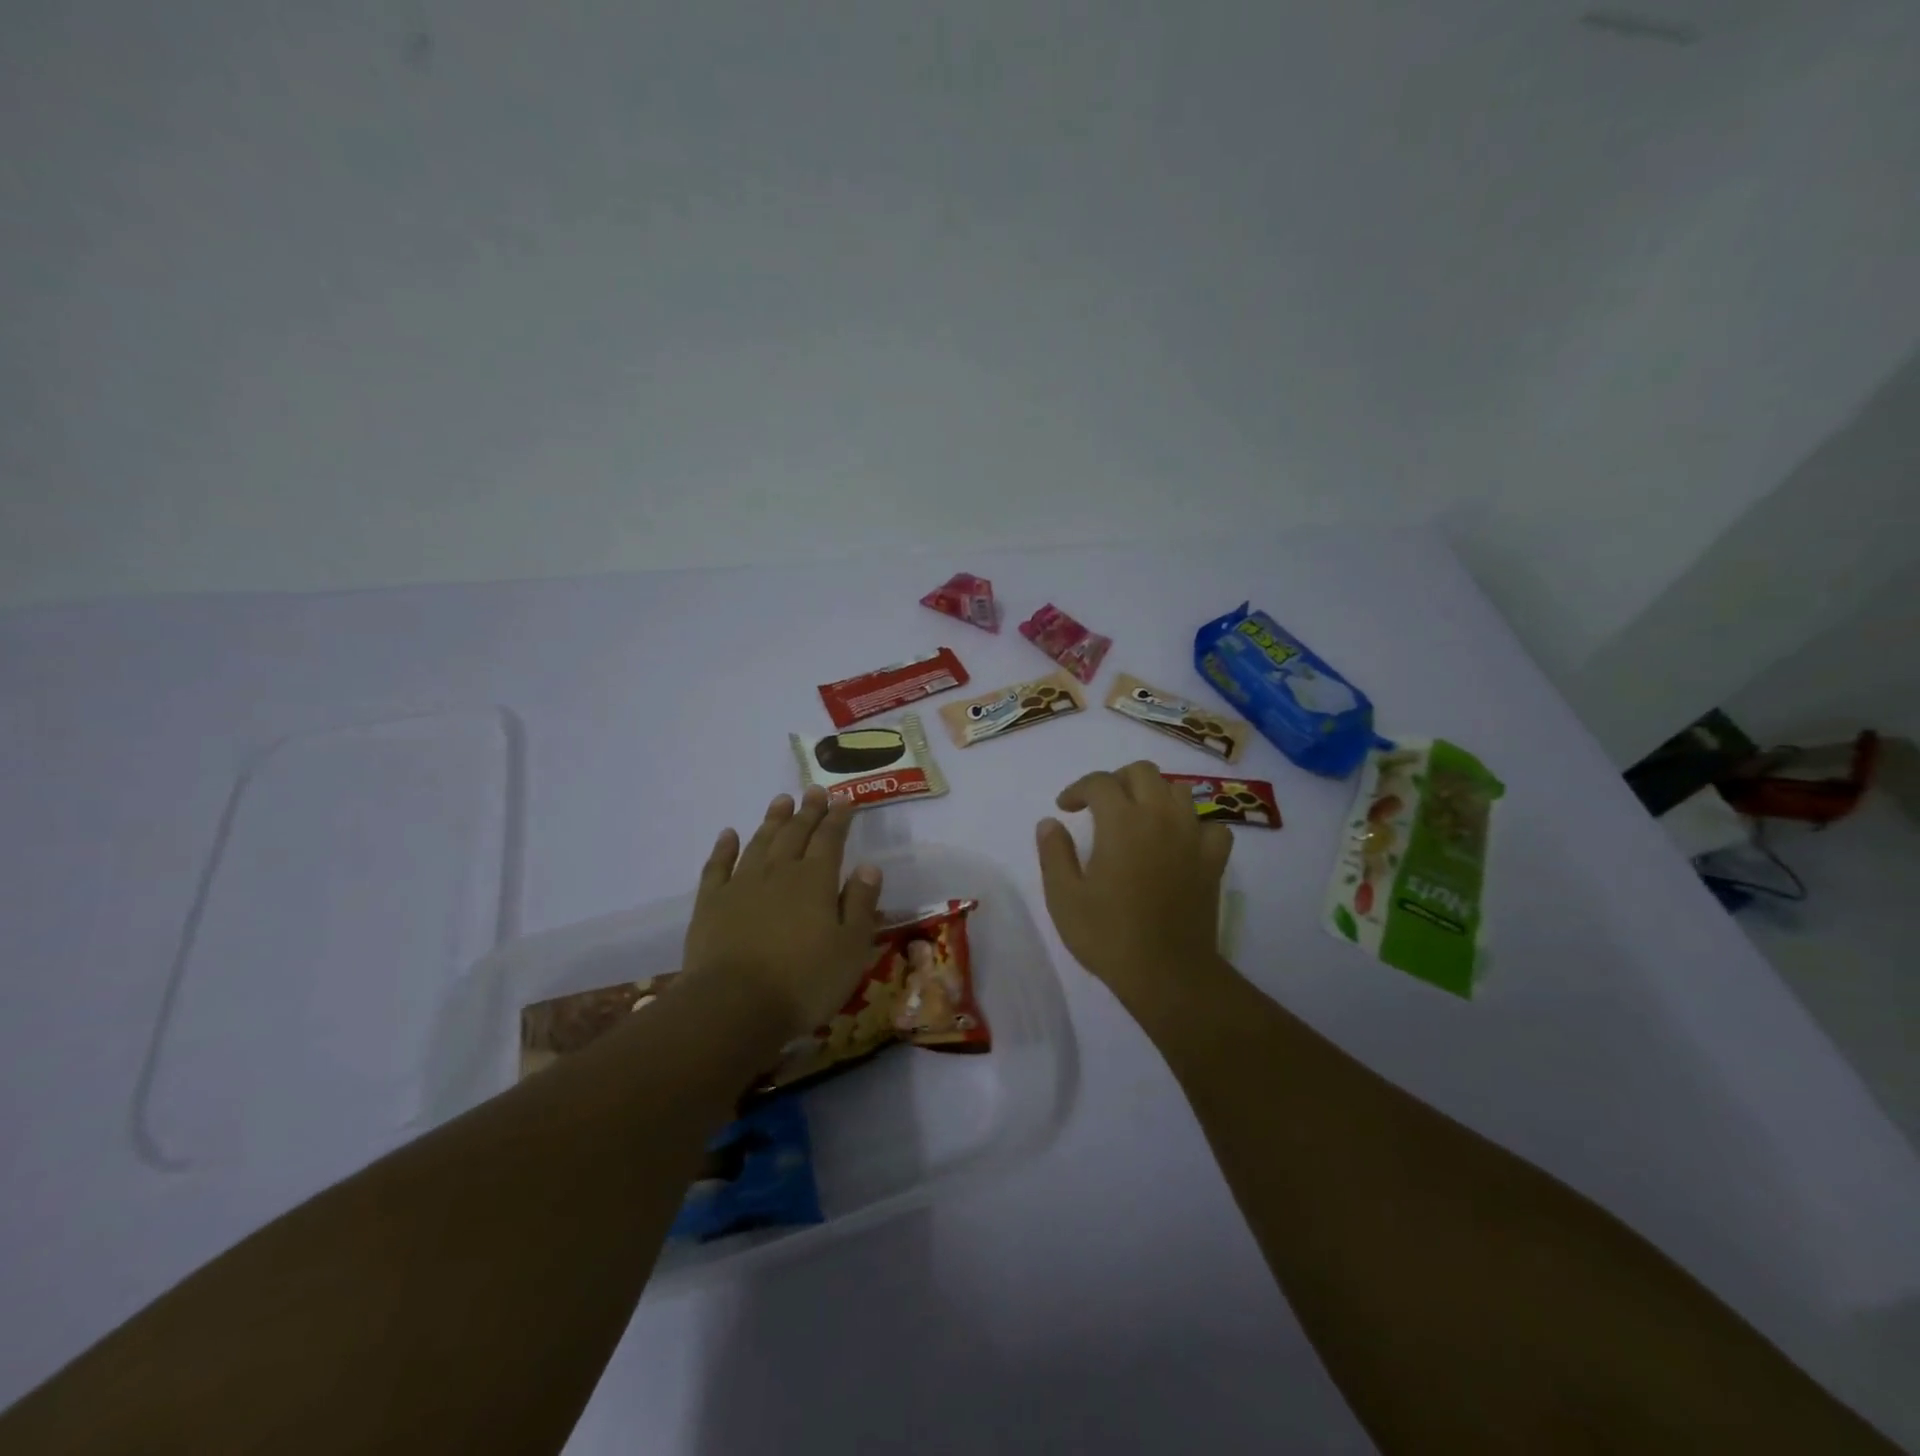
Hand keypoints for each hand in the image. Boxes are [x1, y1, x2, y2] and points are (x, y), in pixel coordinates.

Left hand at [681, 788, 884, 1038]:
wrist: (734, 1006)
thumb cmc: (803, 981)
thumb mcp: (851, 948)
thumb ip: (861, 904)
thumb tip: (868, 866)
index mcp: (816, 881)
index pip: (831, 839)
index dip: (838, 818)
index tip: (844, 799)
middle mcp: (779, 872)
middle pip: (796, 834)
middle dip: (808, 811)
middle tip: (815, 790)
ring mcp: (742, 885)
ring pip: (760, 843)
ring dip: (772, 820)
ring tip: (781, 801)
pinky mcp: (711, 903)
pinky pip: (718, 866)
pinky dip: (724, 848)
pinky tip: (729, 835)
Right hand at [1036, 760, 1233, 1013]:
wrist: (1167, 973)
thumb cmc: (1108, 935)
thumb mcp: (1064, 897)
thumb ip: (1054, 853)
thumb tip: (1050, 823)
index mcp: (1121, 822)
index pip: (1100, 782)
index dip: (1078, 789)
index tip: (1064, 808)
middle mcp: (1160, 817)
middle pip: (1143, 772)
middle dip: (1117, 781)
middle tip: (1100, 806)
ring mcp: (1192, 837)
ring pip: (1178, 791)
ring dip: (1154, 796)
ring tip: (1137, 819)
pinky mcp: (1214, 861)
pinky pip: (1211, 826)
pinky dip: (1193, 826)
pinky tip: (1179, 843)